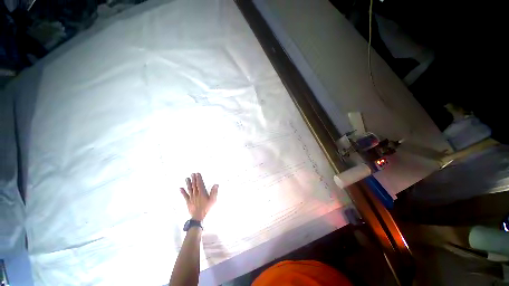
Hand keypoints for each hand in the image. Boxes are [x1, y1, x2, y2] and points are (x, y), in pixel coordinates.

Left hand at [180, 173, 217, 220]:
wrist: (198, 217)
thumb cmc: (206, 208)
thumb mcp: (212, 200)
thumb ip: (214, 192)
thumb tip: (216, 185)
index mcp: (202, 193)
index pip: (200, 184)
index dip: (198, 178)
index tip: (197, 174)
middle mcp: (196, 194)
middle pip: (194, 185)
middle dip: (193, 179)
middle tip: (192, 174)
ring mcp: (191, 198)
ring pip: (189, 189)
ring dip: (188, 183)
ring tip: (187, 178)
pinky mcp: (188, 202)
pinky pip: (185, 196)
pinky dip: (183, 192)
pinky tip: (181, 188)